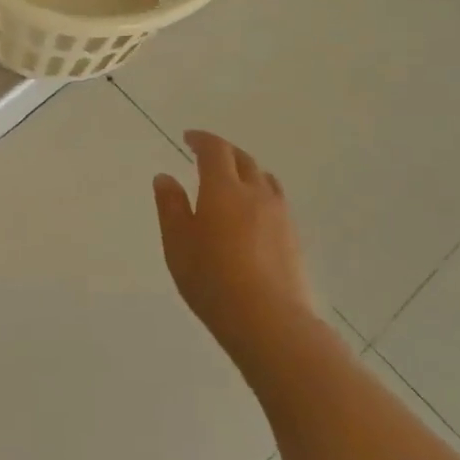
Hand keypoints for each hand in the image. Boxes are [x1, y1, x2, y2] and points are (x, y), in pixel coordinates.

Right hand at [153, 131, 315, 365]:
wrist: (268, 321)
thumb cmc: (211, 279)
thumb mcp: (177, 243)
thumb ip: (170, 206)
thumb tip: (165, 177)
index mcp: (223, 189)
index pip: (215, 150)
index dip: (201, 139)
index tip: (188, 138)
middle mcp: (256, 194)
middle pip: (244, 160)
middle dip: (224, 152)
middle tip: (207, 156)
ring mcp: (280, 216)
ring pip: (265, 179)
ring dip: (246, 172)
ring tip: (232, 182)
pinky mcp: (293, 238)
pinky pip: (276, 202)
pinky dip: (260, 195)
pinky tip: (251, 215)